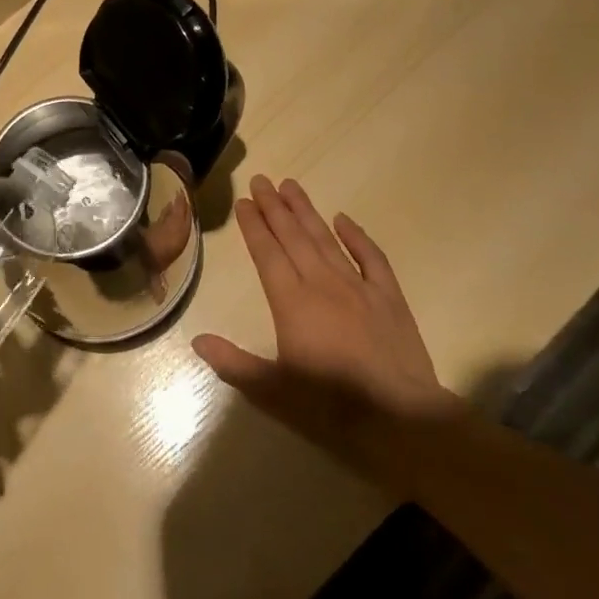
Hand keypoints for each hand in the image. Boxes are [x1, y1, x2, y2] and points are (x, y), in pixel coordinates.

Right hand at [193, 176, 456, 447]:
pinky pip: (370, 257)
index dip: (253, 226)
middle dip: (275, 207)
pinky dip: (356, 236)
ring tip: (291, 186)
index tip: (244, 201)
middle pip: (293, 237)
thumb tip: (197, 340)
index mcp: (292, 302)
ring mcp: (358, 287)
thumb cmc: (331, 404)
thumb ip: (234, 363)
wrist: (401, 418)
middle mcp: (321, 284)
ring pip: (326, 239)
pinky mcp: (389, 298)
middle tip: (261, 180)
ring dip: (306, 212)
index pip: (267, 254)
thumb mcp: (273, 390)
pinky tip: (344, 219)